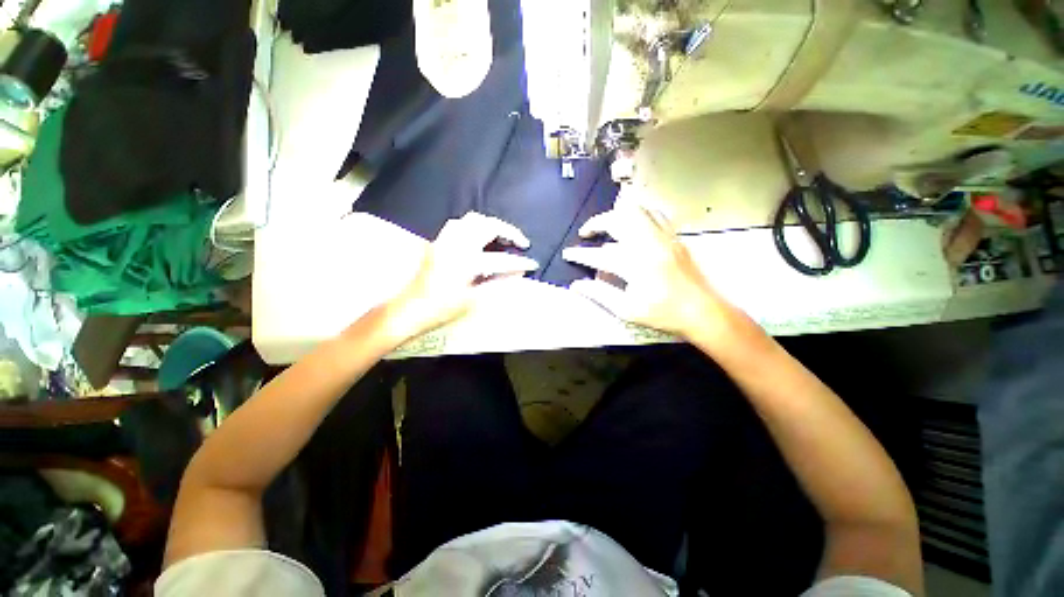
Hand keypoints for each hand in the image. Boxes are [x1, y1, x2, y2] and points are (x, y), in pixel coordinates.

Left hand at [383, 212, 537, 342]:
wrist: (407, 309)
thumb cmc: (440, 309)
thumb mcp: (473, 301)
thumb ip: (497, 284)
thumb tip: (517, 275)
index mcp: (466, 262)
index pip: (500, 259)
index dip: (519, 262)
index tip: (533, 263)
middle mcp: (456, 245)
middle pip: (486, 225)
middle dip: (508, 230)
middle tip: (520, 242)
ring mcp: (444, 241)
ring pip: (471, 219)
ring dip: (490, 225)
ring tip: (501, 236)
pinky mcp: (437, 242)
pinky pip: (457, 224)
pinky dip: (473, 226)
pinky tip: (478, 237)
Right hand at [562, 204, 732, 340]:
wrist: (702, 311)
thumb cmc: (663, 314)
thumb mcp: (626, 310)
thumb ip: (599, 294)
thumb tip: (577, 285)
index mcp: (635, 265)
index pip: (599, 255)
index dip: (580, 254)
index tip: (568, 254)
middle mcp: (649, 245)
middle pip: (617, 220)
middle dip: (596, 223)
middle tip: (586, 232)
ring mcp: (664, 237)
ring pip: (637, 210)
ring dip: (617, 214)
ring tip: (607, 224)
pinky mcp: (674, 236)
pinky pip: (655, 213)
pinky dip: (639, 213)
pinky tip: (633, 222)